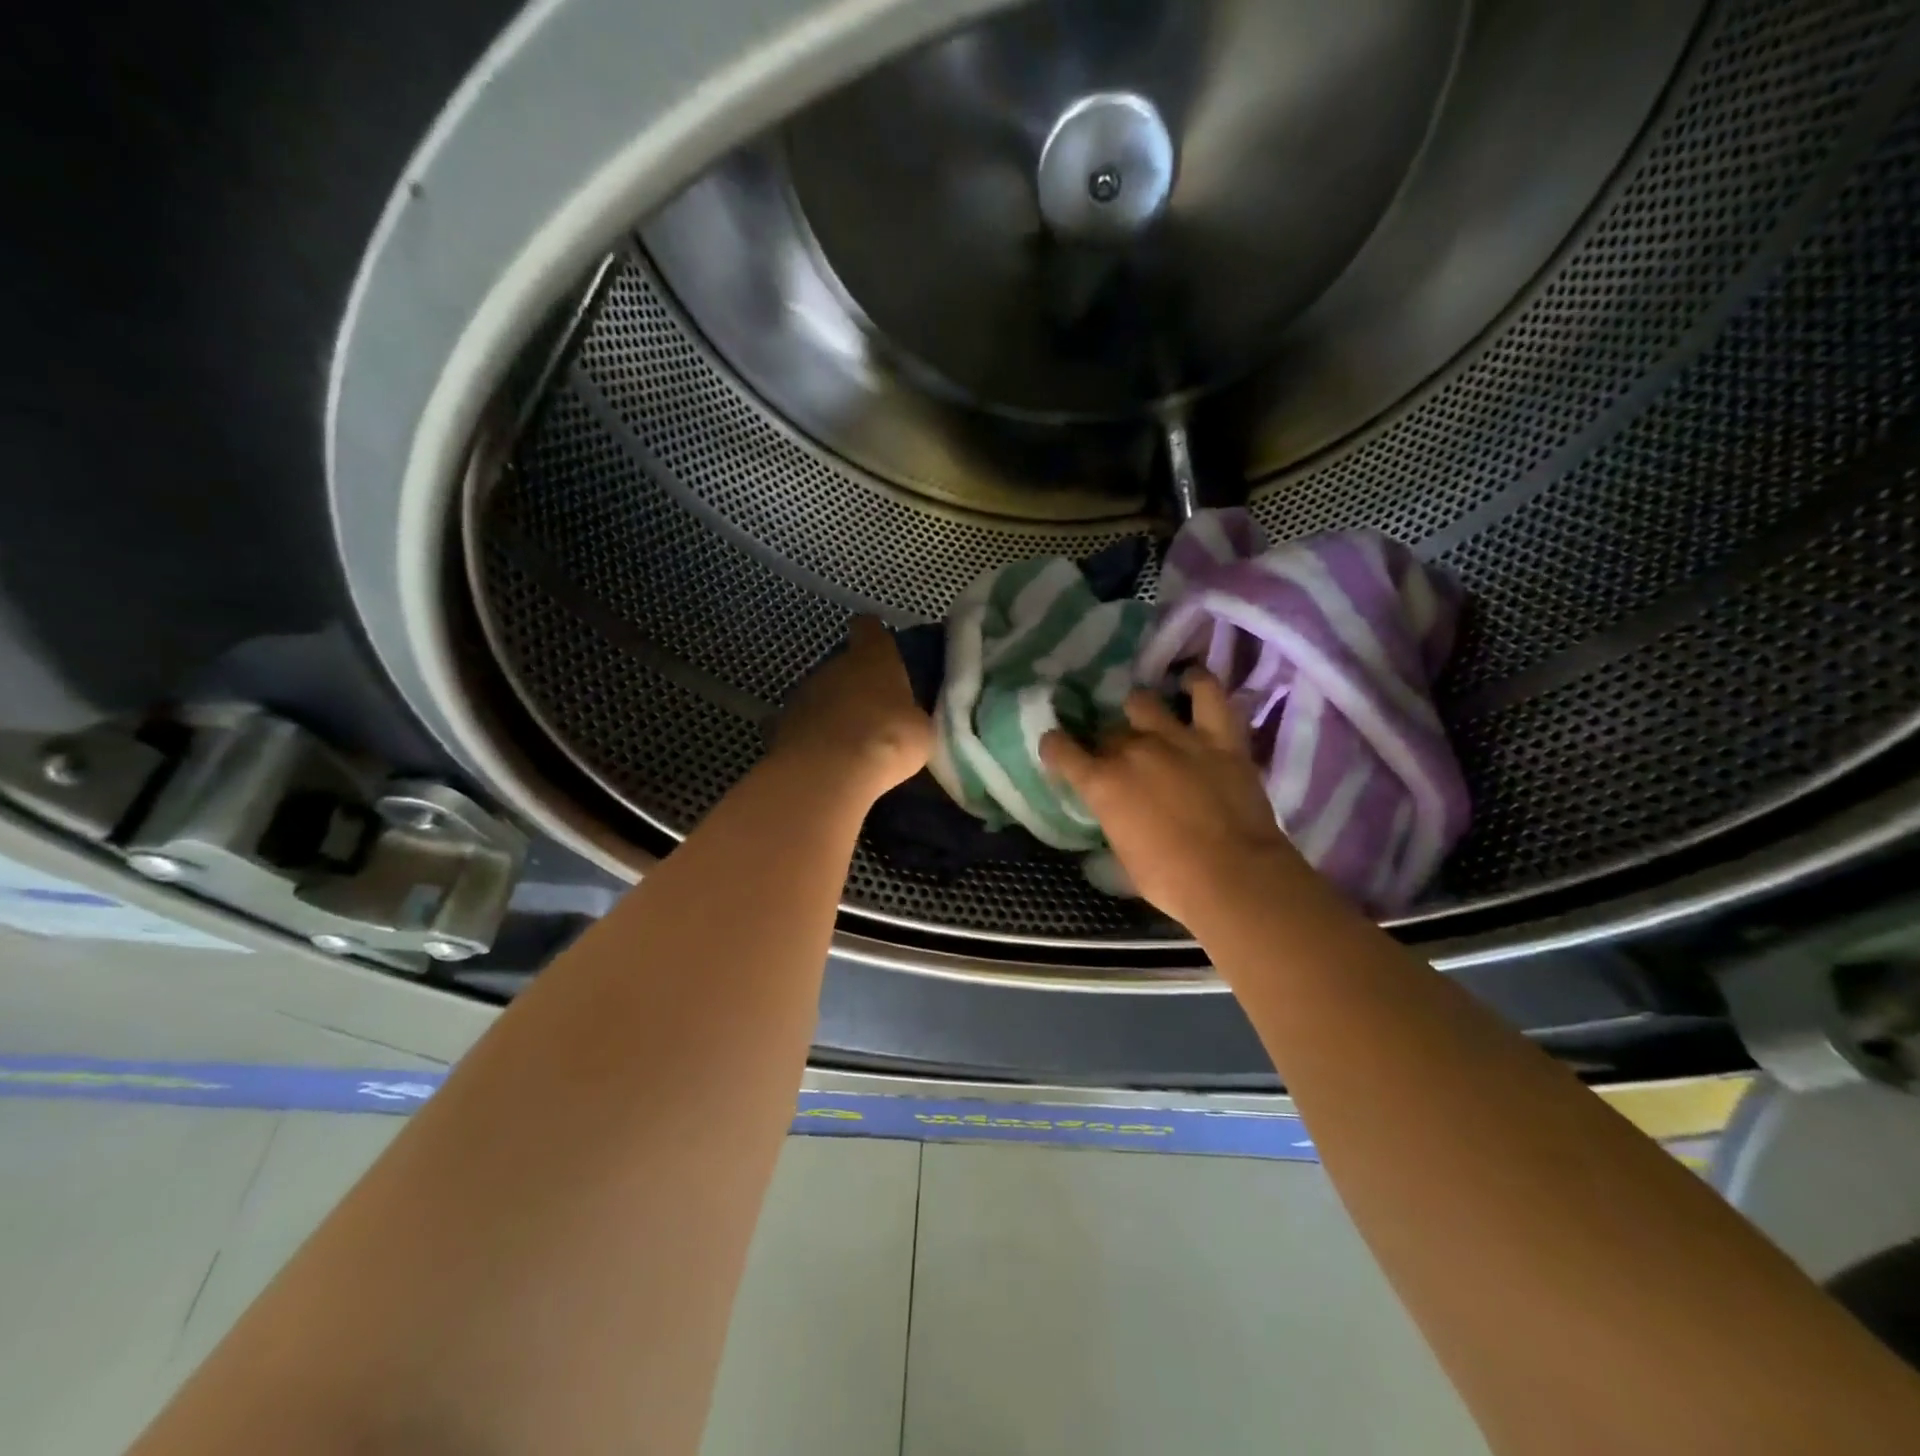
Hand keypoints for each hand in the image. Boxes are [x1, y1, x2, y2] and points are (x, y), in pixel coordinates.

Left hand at [775, 616, 931, 796]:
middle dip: (855, 684)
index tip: (881, 648)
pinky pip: (799, 724)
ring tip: (847, 739)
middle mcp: (834, 665)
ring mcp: (802, 692)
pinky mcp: (780, 723)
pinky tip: (820, 755)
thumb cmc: (888, 740)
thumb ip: (910, 715)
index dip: (874, 637)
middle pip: (844, 665)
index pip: (870, 629)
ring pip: (820, 693)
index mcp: (873, 657)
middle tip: (873, 711)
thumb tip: (905, 718)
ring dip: (831, 710)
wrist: (830, 772)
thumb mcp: (920, 730)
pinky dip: (808, 735)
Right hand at [1041, 672, 1305, 928]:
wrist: (1234, 878)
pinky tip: (1190, 681)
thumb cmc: (1171, 881)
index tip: (1058, 750)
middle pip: (1108, 732)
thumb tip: (1114, 815)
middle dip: (1107, 745)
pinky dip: (1197, 683)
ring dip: (1140, 713)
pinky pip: (1207, 694)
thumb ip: (1113, 822)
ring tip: (1148, 722)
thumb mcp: (1123, 858)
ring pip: (1144, 703)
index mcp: (1102, 783)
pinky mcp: (1219, 737)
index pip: (1061, 750)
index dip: (1056, 748)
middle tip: (1120, 762)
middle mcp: (1132, 750)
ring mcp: (1177, 738)